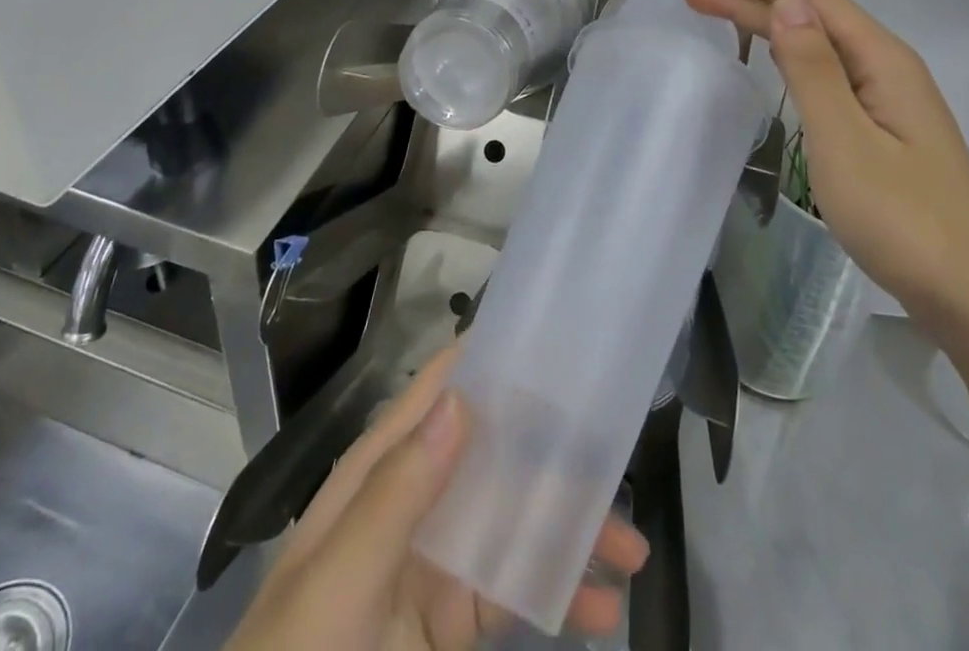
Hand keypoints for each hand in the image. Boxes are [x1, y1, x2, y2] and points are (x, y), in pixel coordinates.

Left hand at [225, 345, 648, 650]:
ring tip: (630, 550)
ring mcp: (438, 560)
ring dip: (572, 528)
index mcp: (384, 469)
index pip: (443, 392)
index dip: (496, 363)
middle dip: (557, 455)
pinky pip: (516, 590)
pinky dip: (561, 591)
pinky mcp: (454, 620)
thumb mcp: (337, 581)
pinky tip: (602, 607)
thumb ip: (396, 494)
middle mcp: (417, 498)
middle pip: (495, 453)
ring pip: (516, 520)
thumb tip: (461, 399)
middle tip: (619, 459)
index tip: (560, 348)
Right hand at [686, 0, 968, 339]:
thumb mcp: (844, 140)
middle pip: (818, 18)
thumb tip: (788, 1)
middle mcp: (891, 69)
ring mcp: (892, 101)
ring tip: (729, 15)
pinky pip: (832, 73)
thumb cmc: (902, 218)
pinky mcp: (888, 131)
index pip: (817, 0)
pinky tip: (782, 61)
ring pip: (825, 44)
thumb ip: (813, 68)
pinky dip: (795, 56)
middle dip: (757, 0)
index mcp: (884, 61)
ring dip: (774, 25)